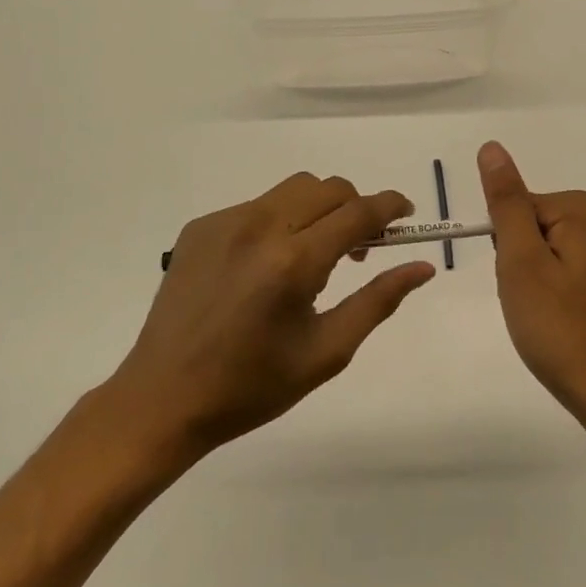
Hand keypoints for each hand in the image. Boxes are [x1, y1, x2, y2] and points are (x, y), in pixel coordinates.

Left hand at [107, 173, 435, 464]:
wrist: (163, 397)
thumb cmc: (252, 386)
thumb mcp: (326, 352)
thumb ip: (378, 301)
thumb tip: (422, 267)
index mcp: (294, 262)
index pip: (358, 212)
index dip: (390, 206)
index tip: (406, 214)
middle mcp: (260, 227)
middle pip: (328, 188)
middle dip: (355, 208)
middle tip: (357, 250)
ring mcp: (225, 222)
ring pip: (293, 189)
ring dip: (318, 209)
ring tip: (313, 253)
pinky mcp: (201, 226)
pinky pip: (256, 205)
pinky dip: (278, 221)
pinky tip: (266, 265)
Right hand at [477, 141, 585, 425]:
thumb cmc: (559, 326)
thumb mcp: (521, 260)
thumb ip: (505, 201)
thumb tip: (492, 147)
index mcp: (581, 209)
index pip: (516, 207)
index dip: (506, 246)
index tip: (518, 280)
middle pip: (528, 226)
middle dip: (516, 263)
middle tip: (529, 300)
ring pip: (538, 251)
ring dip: (527, 281)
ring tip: (541, 314)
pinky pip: (555, 270)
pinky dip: (545, 294)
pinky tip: (553, 321)